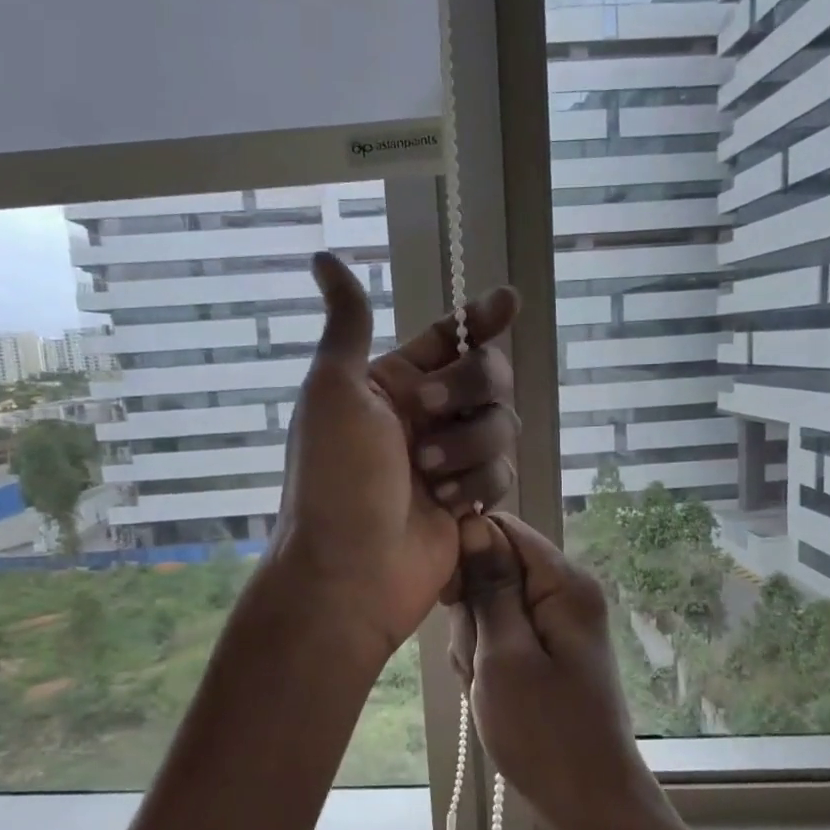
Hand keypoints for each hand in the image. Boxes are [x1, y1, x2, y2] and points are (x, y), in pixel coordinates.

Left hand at [269, 253, 519, 654]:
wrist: (350, 572)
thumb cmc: (335, 478)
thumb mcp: (333, 390)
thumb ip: (348, 323)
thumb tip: (323, 257)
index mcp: (392, 385)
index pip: (448, 339)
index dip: (479, 319)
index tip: (506, 303)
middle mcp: (425, 417)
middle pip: (488, 377)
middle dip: (468, 389)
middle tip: (429, 412)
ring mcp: (450, 460)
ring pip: (502, 426)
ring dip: (469, 446)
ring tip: (430, 477)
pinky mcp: (470, 500)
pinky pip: (503, 472)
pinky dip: (478, 485)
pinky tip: (449, 506)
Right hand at [448, 512, 656, 829]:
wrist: (588, 802)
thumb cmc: (544, 733)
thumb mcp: (504, 656)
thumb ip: (489, 587)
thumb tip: (472, 523)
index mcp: (564, 583)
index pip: (502, 530)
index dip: (467, 554)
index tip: (451, 600)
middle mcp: (565, 593)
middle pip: (493, 569)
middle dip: (472, 614)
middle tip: (479, 663)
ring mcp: (556, 624)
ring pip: (490, 607)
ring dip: (476, 645)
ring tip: (488, 687)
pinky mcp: (547, 650)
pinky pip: (501, 637)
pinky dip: (487, 662)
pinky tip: (492, 695)